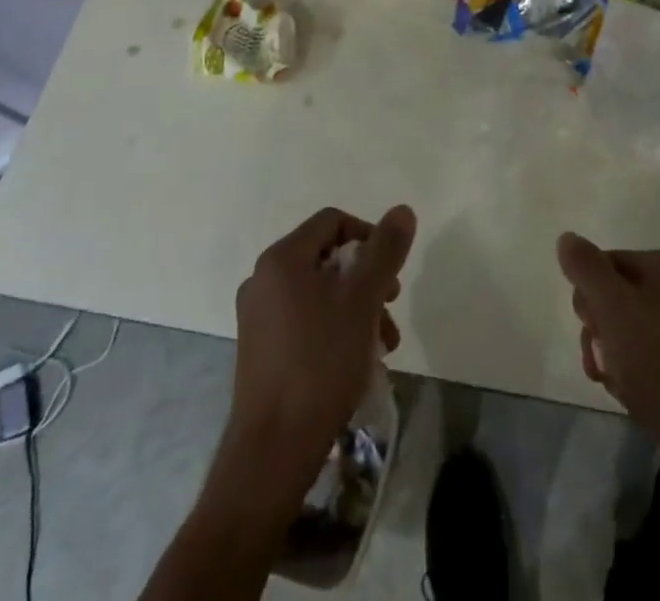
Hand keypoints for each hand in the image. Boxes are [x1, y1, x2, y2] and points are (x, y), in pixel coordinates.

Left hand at [221, 205, 415, 492]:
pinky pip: (304, 320)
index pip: (332, 221)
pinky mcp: (260, 350)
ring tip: (383, 344)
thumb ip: (385, 250)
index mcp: (282, 258)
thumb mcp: (363, 299)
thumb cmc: (321, 363)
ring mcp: (257, 317)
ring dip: (356, 308)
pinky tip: (358, 361)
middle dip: (366, 279)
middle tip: (391, 306)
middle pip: (326, 258)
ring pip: (318, 293)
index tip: (391, 270)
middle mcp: (262, 279)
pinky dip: (334, 328)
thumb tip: (402, 210)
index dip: (368, 236)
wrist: (274, 450)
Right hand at [557, 233, 659, 479]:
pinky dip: (634, 371)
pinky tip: (633, 394)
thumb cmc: (658, 361)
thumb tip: (567, 239)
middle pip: (615, 297)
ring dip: (612, 355)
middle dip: (599, 330)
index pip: (604, 265)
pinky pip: (650, 355)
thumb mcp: (612, 306)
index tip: (590, 330)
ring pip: (629, 330)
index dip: (588, 298)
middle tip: (600, 360)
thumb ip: (585, 267)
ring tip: (615, 383)